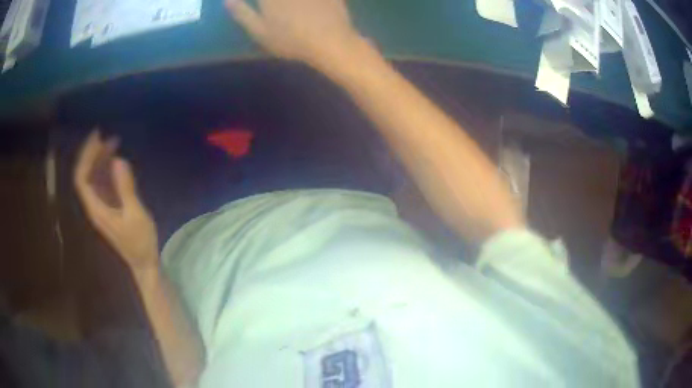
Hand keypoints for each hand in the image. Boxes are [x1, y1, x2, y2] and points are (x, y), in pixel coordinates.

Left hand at [74, 131, 158, 271]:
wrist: (144, 263)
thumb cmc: (140, 243)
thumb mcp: (135, 215)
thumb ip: (125, 188)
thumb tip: (118, 160)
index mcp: (96, 208)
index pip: (82, 178)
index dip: (86, 156)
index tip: (97, 138)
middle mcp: (94, 205)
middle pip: (85, 175)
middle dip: (92, 154)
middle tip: (106, 135)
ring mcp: (101, 206)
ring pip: (93, 178)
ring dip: (100, 159)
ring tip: (113, 142)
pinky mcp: (109, 206)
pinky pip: (102, 183)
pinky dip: (107, 169)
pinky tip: (116, 160)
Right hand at [225, 0, 363, 68]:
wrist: (329, 41)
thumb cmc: (290, 40)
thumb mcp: (259, 32)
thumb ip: (242, 13)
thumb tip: (227, 0)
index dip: (253, 0)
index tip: (260, 5)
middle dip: (270, 1)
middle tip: (270, 6)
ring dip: (287, 1)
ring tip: (290, 7)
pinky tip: (307, 4)